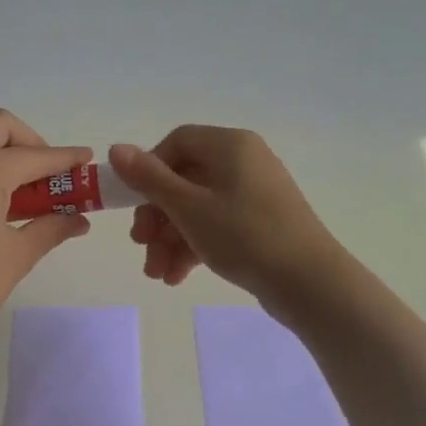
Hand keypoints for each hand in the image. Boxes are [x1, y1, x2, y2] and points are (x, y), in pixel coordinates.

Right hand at [109, 127, 348, 315]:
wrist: (308, 282)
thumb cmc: (244, 235)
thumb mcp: (189, 207)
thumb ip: (149, 179)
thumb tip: (116, 149)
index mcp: (230, 145)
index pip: (177, 143)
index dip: (149, 171)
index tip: (134, 204)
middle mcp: (244, 161)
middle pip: (184, 179)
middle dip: (157, 218)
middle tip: (142, 246)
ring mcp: (254, 194)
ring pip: (197, 208)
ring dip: (171, 240)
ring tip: (158, 274)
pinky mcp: (261, 223)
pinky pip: (217, 225)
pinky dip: (194, 247)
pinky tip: (177, 277)